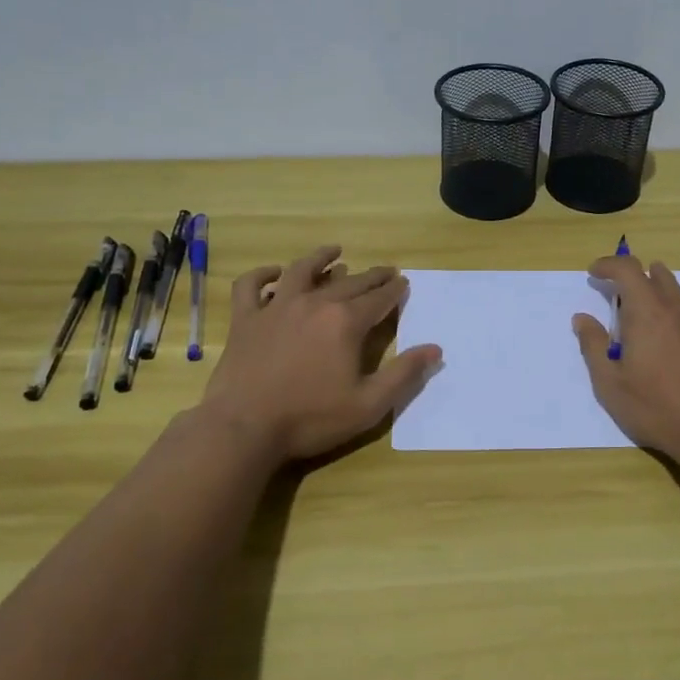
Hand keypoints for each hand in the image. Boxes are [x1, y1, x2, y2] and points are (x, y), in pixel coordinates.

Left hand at [198, 245, 442, 463]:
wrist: (244, 427)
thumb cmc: (311, 418)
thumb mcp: (369, 405)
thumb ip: (404, 374)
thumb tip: (435, 349)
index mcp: (346, 322)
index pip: (379, 298)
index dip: (394, 290)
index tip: (403, 282)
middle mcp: (314, 303)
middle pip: (349, 282)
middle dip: (371, 276)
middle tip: (385, 271)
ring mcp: (276, 307)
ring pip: (301, 270)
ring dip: (321, 258)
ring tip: (334, 251)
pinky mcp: (245, 319)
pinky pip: (251, 285)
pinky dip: (262, 275)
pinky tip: (274, 273)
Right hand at [572, 256, 679, 463]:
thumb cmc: (657, 409)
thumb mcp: (610, 384)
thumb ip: (594, 347)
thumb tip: (582, 318)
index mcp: (645, 313)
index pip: (626, 271)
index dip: (608, 265)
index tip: (595, 273)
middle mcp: (676, 309)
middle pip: (656, 278)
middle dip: (635, 277)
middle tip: (620, 290)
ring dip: (664, 286)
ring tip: (655, 288)